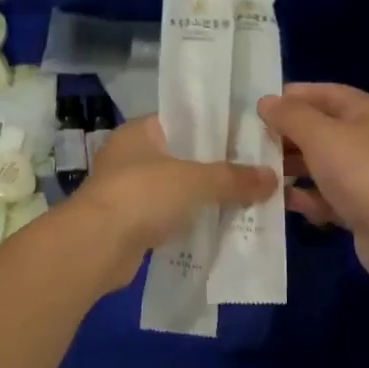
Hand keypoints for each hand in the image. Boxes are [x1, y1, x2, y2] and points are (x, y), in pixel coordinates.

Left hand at [67, 116, 277, 289]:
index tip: (249, 140)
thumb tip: (272, 177)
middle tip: (255, 173)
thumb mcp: (195, 181)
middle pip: (183, 157)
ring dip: (204, 198)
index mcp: (141, 131)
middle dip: (216, 168)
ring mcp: (128, 191)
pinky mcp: (130, 223)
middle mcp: (131, 156)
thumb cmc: (142, 195)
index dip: (217, 129)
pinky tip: (219, 227)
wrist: (96, 247)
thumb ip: (234, 178)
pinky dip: (189, 221)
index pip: (185, 121)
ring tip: (245, 200)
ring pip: (176, 189)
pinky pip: (169, 217)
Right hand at [257, 84, 368, 287]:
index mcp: (364, 112)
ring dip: (290, 167)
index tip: (259, 106)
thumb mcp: (320, 135)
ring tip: (258, 172)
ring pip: (319, 164)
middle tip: (250, 142)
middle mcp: (365, 139)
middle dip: (286, 135)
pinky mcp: (357, 206)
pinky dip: (304, 197)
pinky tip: (278, 201)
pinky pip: (323, 195)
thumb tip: (266, 102)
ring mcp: (363, 175)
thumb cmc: (359, 172)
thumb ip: (290, 116)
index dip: (292, 96)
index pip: (324, 93)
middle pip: (319, 129)